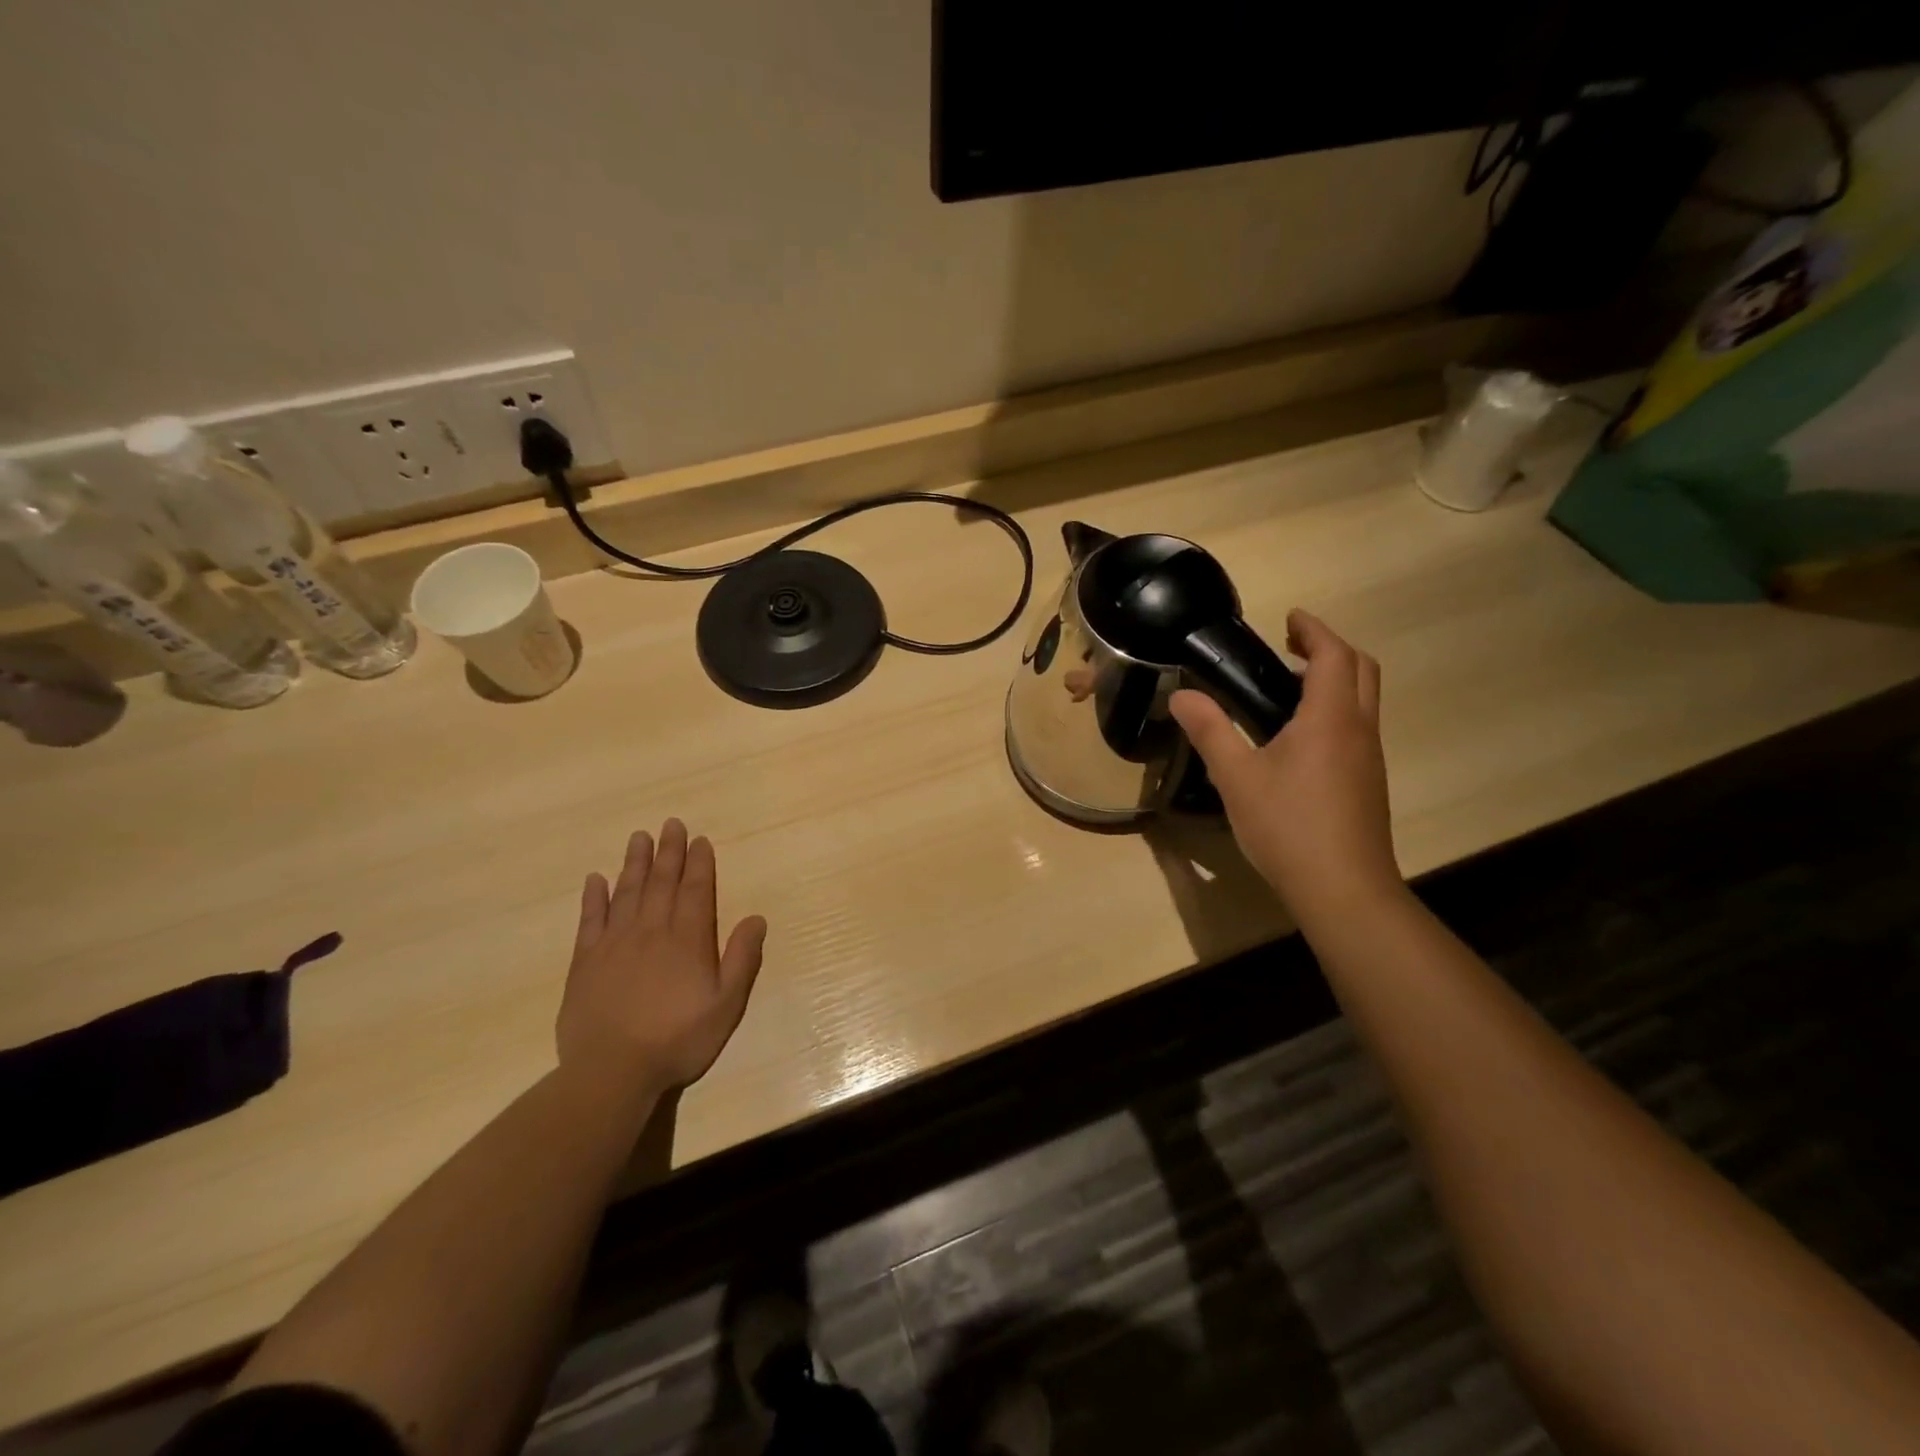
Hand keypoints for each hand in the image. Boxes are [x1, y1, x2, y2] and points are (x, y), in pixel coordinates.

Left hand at [557, 819, 767, 1095]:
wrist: (611, 1072)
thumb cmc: (677, 1040)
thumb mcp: (726, 1005)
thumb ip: (741, 959)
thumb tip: (756, 918)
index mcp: (687, 940)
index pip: (695, 891)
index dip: (699, 864)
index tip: (699, 840)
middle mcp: (651, 932)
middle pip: (662, 883)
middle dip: (669, 852)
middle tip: (670, 824)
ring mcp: (615, 944)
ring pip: (627, 892)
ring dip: (635, 863)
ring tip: (639, 837)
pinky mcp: (585, 962)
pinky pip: (590, 920)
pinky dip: (594, 897)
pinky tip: (596, 879)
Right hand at [1169, 610, 1400, 924]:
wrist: (1343, 889)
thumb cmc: (1288, 826)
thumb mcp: (1236, 777)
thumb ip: (1210, 731)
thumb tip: (1181, 696)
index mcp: (1330, 718)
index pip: (1333, 655)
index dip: (1313, 629)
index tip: (1289, 618)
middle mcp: (1359, 729)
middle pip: (1361, 670)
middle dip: (1330, 648)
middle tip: (1290, 647)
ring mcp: (1369, 758)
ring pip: (1363, 700)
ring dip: (1335, 680)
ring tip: (1287, 689)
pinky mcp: (1368, 783)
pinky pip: (1357, 727)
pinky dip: (1335, 710)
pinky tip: (1298, 739)